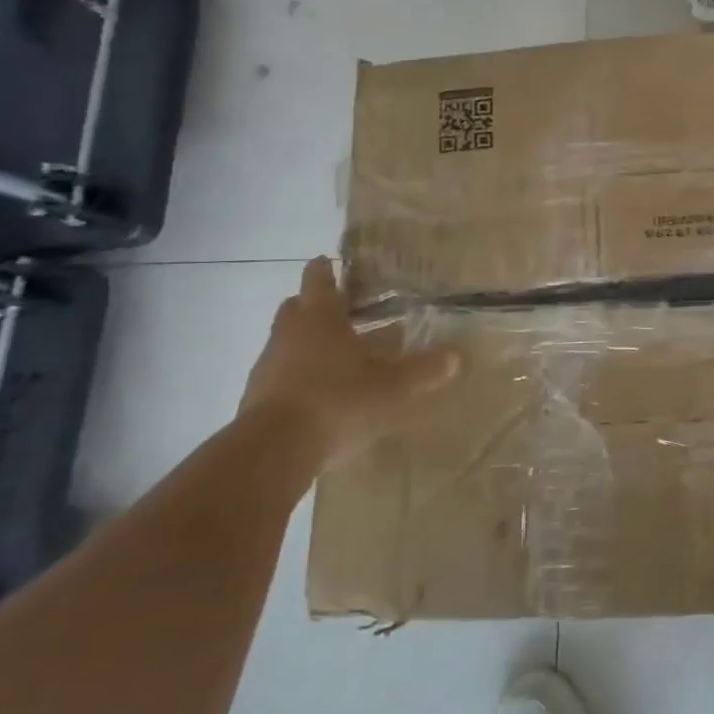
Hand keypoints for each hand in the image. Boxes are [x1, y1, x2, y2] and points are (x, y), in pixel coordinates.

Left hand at [239, 257, 460, 465]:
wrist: (272, 451)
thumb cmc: (337, 400)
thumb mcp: (392, 386)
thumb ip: (423, 370)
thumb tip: (456, 356)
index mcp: (320, 318)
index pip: (319, 279)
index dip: (326, 269)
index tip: (333, 262)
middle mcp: (289, 333)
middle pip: (297, 306)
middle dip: (317, 304)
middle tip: (344, 309)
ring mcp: (268, 365)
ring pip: (287, 340)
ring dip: (308, 341)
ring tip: (339, 354)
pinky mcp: (257, 398)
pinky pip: (280, 373)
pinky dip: (299, 374)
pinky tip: (322, 391)